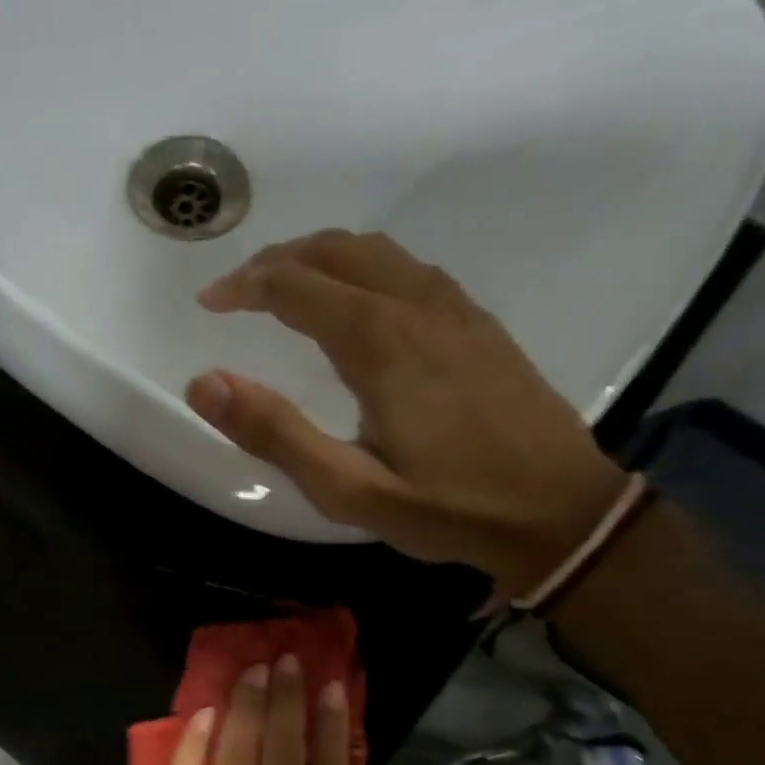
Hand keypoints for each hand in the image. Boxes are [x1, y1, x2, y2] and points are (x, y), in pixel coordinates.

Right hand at [187, 229, 628, 598]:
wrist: (559, 512)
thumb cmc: (447, 508)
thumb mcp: (348, 490)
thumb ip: (276, 434)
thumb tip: (205, 382)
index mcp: (380, 342)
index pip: (296, 286)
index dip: (245, 287)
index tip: (208, 302)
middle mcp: (418, 308)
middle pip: (337, 251)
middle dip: (278, 260)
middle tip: (238, 289)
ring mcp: (456, 310)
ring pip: (378, 252)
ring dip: (322, 257)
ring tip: (286, 285)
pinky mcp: (480, 325)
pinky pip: (411, 270)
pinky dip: (366, 267)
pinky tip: (359, 300)